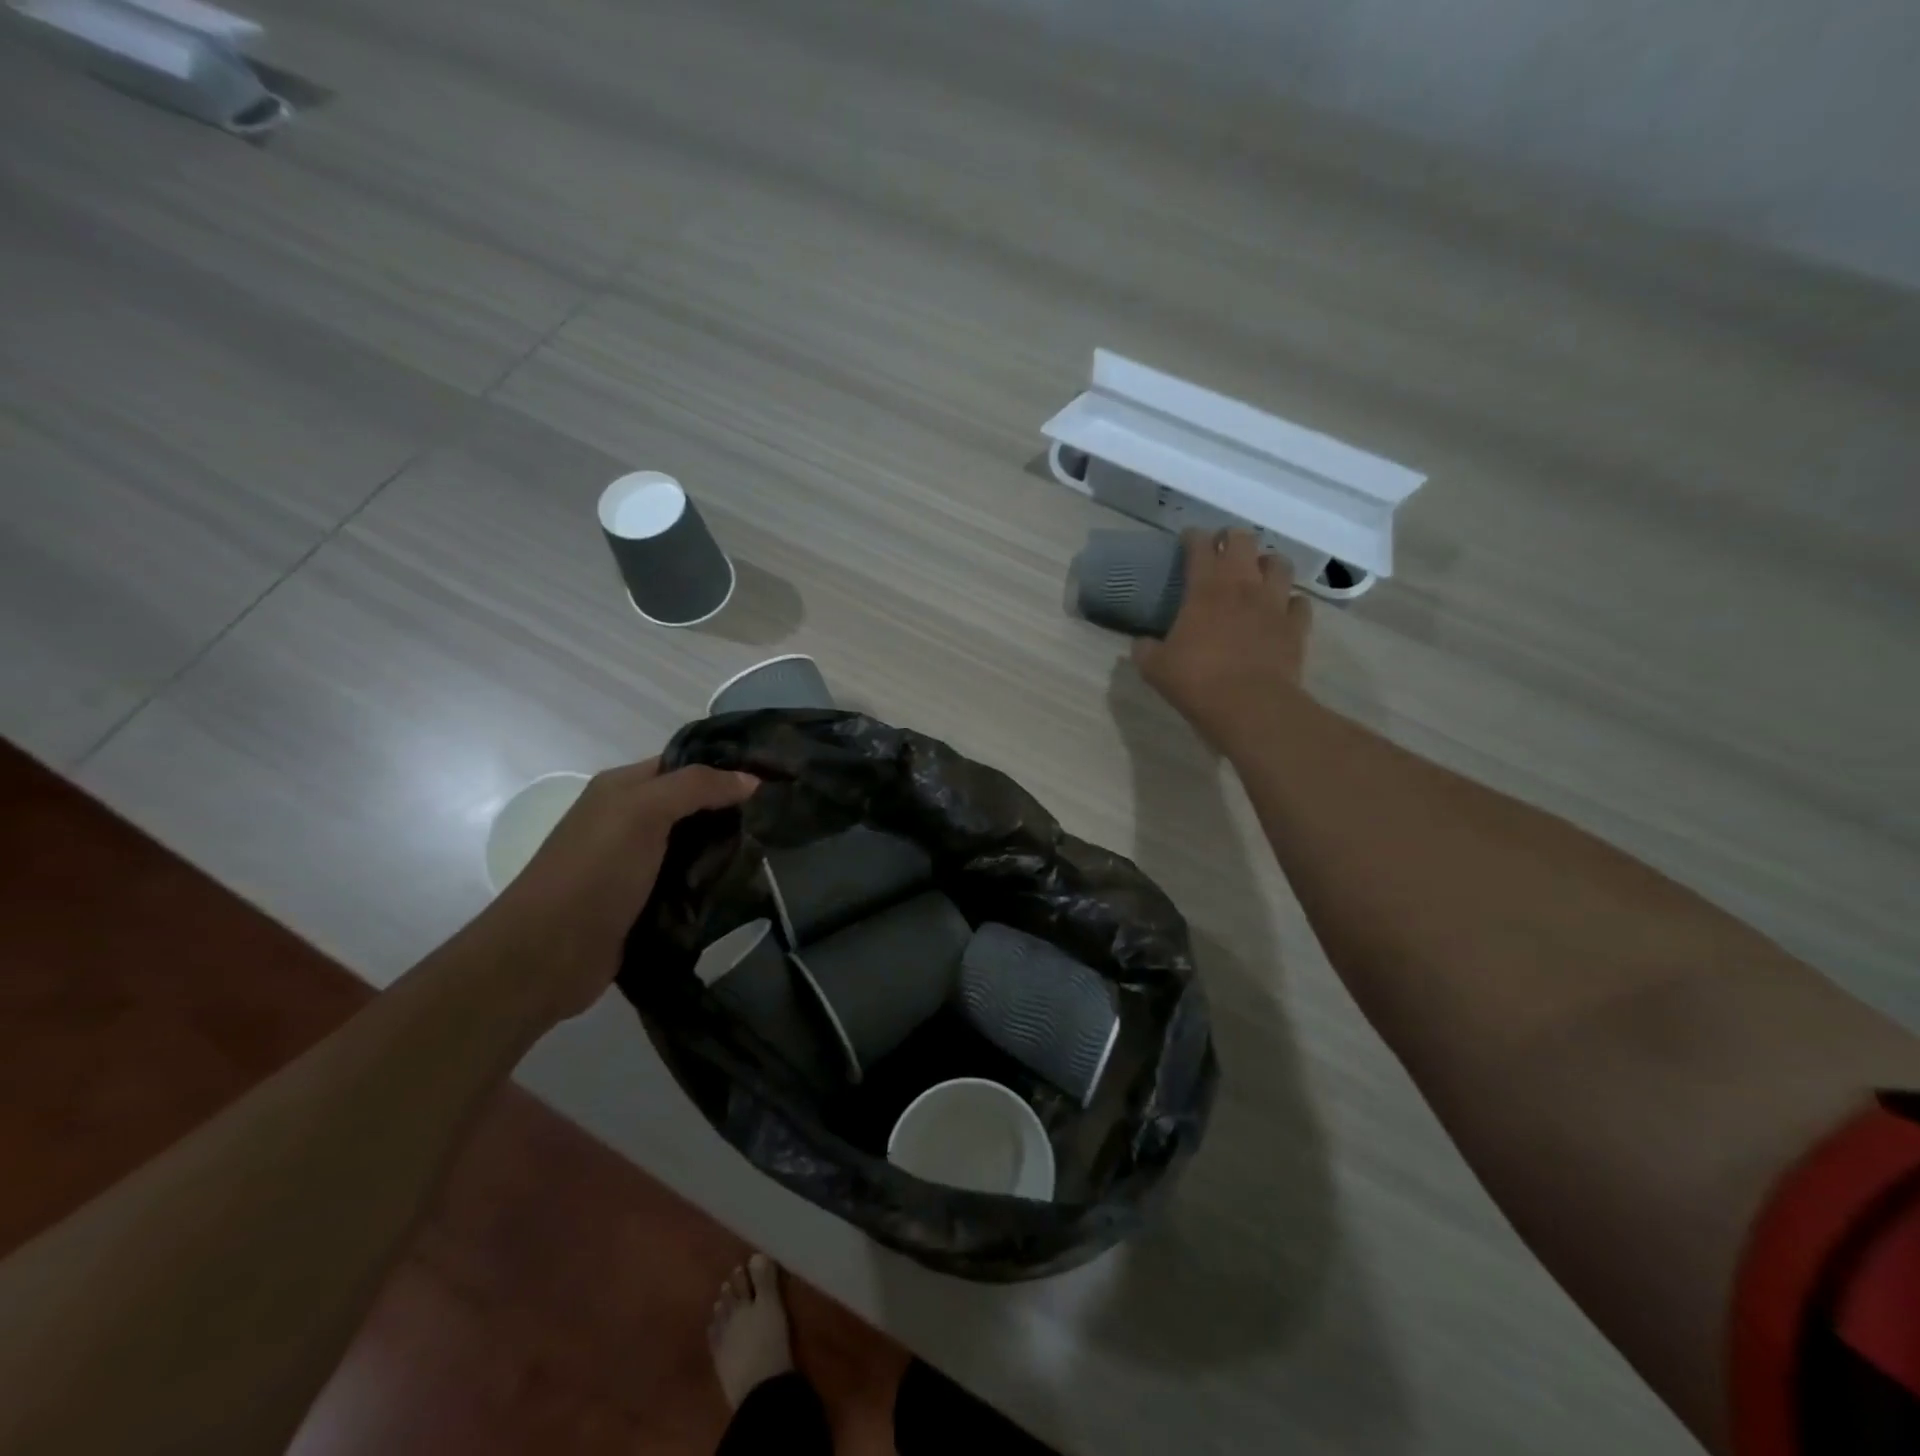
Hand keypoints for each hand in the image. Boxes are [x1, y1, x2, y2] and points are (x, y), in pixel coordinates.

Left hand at [475, 758, 758, 1024]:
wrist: (547, 955)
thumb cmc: (594, 871)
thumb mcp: (643, 812)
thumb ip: (697, 787)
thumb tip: (752, 779)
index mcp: (623, 788)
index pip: (684, 764)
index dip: (725, 767)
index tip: (774, 777)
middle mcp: (629, 820)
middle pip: (693, 806)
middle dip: (733, 810)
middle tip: (781, 817)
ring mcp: (637, 864)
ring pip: (694, 846)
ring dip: (727, 850)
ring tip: (775, 851)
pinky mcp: (646, 903)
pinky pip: (689, 883)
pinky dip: (714, 883)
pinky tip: (747, 886)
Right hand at [1132, 528, 1311, 749]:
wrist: (1250, 706)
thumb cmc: (1197, 681)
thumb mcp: (1155, 668)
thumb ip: (1145, 650)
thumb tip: (1140, 643)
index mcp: (1205, 588)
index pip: (1199, 546)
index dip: (1192, 537)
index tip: (1187, 539)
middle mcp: (1243, 585)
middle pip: (1243, 541)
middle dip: (1231, 539)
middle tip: (1222, 549)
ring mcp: (1274, 603)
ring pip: (1279, 564)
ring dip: (1266, 563)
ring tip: (1257, 573)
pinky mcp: (1297, 626)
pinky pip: (1299, 602)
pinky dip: (1290, 602)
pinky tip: (1281, 610)